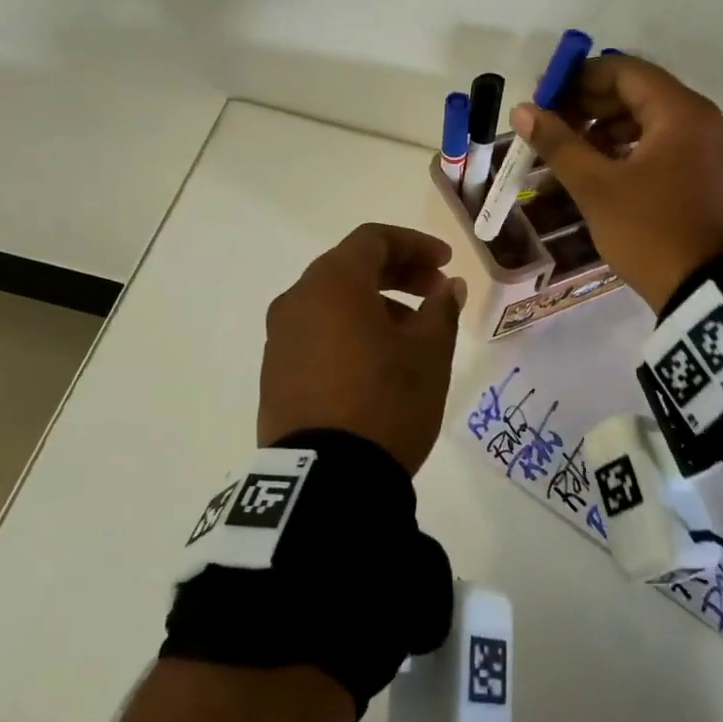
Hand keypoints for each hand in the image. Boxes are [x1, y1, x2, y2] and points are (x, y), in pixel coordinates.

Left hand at [259, 223, 466, 474]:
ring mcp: (280, 337)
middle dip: (397, 273)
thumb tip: (447, 287)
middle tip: (434, 293)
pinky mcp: (275, 372)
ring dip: (374, 304)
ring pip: (332, 301)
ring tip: (411, 335)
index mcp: (332, 283)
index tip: (445, 264)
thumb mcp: (428, 354)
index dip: (414, 245)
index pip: (373, 239)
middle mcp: (297, 299)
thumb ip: (440, 309)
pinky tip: (376, 362)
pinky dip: (348, 331)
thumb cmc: (386, 401)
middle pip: (350, 267)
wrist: (326, 481)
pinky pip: (316, 332)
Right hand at [510, 56, 722, 311]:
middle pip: (641, 94)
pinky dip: (635, 149)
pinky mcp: (718, 175)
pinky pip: (670, 145)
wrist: (710, 292)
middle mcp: (708, 120)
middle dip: (591, 105)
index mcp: (683, 112)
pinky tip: (605, 169)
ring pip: (655, 121)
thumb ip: (558, 143)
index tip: (545, 96)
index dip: (579, 78)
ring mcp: (718, 149)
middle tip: (552, 125)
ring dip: (610, 129)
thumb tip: (523, 110)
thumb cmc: (650, 231)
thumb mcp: (596, 187)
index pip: (625, 71)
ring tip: (572, 151)